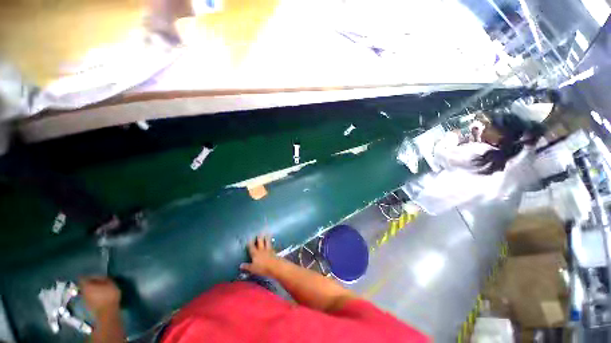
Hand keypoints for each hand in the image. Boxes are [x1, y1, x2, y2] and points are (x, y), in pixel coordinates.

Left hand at [79, 277, 120, 318]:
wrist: (107, 313)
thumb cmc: (109, 296)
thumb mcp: (110, 284)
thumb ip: (104, 279)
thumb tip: (100, 277)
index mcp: (86, 286)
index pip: (83, 278)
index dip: (88, 276)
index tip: (95, 276)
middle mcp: (83, 292)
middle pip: (84, 285)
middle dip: (90, 284)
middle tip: (99, 282)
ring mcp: (85, 300)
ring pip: (87, 292)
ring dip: (92, 290)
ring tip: (100, 290)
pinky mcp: (88, 306)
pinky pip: (90, 298)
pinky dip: (94, 296)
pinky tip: (100, 297)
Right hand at [240, 235, 279, 277]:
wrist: (274, 266)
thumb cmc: (262, 268)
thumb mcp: (252, 269)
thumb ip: (247, 267)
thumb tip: (241, 265)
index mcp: (255, 253)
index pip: (251, 247)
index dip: (250, 242)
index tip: (249, 238)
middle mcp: (261, 250)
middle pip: (260, 242)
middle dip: (259, 237)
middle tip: (259, 232)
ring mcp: (268, 250)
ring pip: (267, 242)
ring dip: (266, 237)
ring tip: (267, 233)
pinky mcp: (273, 251)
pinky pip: (272, 245)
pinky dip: (271, 242)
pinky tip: (272, 241)